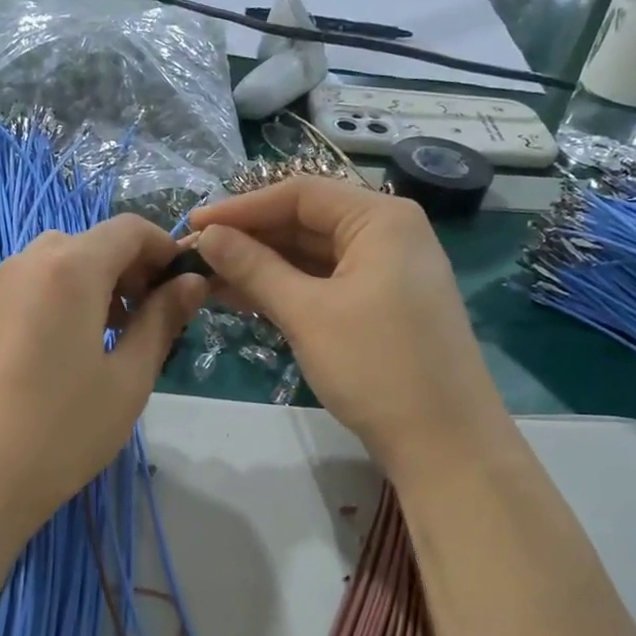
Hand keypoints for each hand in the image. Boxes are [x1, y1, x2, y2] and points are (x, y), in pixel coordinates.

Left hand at [0, 216, 206, 540]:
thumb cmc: (65, 429)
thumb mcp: (130, 377)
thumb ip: (162, 319)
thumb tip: (191, 283)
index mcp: (71, 267)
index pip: (130, 229)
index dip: (166, 249)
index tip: (187, 287)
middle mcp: (32, 260)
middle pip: (97, 241)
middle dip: (134, 268)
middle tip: (156, 316)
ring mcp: (4, 285)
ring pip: (67, 260)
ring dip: (103, 281)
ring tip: (121, 334)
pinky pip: (41, 282)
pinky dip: (72, 294)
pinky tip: (81, 343)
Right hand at [191, 178, 502, 482]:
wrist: (444, 442)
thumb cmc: (376, 366)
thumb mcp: (308, 313)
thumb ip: (254, 268)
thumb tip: (207, 236)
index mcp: (381, 218)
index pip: (299, 194)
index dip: (241, 208)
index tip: (192, 225)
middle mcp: (387, 235)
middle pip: (306, 222)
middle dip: (249, 238)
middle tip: (195, 256)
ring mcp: (386, 272)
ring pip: (312, 256)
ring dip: (261, 266)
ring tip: (208, 279)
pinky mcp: (380, 307)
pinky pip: (324, 284)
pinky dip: (286, 289)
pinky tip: (243, 299)